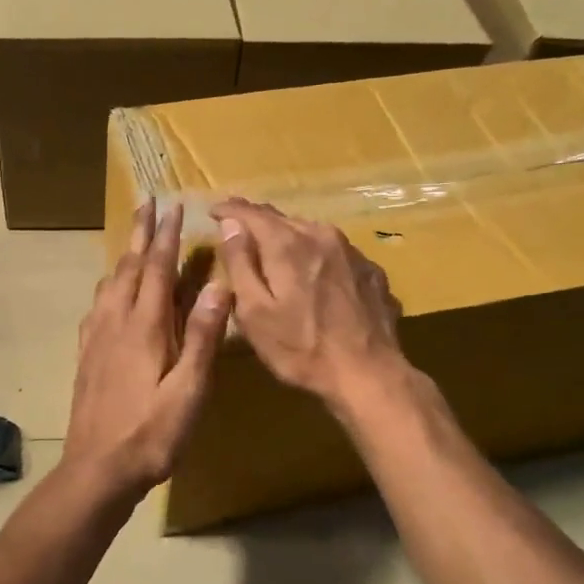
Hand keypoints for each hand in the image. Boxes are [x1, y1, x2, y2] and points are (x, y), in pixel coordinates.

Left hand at [62, 202, 231, 504]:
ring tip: (133, 240)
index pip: (157, 269)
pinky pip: (97, 305)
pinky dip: (108, 285)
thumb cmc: (152, 433)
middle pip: (128, 267)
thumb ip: (202, 337)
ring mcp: (96, 338)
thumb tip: (219, 286)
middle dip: (140, 234)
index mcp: (144, 327)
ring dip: (123, 255)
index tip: (172, 206)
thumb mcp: (189, 390)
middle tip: (146, 203)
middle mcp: (115, 322)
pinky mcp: (86, 354)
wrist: (98, 468)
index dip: (166, 236)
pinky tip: (109, 293)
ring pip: (109, 284)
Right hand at [212, 198, 407, 408]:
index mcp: (287, 244)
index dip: (228, 209)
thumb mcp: (254, 312)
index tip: (213, 211)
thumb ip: (239, 264)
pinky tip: (312, 274)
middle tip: (237, 228)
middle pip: (281, 218)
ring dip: (287, 237)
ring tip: (272, 249)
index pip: (250, 213)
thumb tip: (229, 225)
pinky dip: (315, 256)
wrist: (369, 374)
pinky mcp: (370, 270)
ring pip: (309, 232)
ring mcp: (350, 251)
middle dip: (256, 221)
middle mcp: (320, 235)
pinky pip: (333, 252)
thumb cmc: (300, 348)